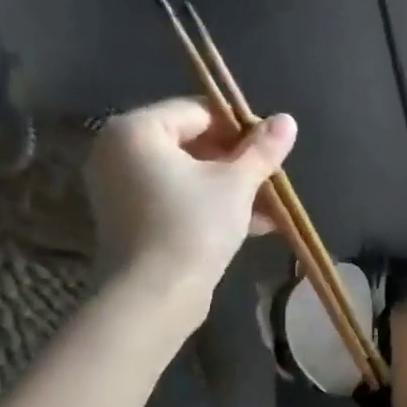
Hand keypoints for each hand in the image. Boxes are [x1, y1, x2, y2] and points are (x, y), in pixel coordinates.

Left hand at [84, 97, 296, 321]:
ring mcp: (122, 188)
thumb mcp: (237, 184)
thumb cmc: (194, 226)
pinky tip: (254, 225)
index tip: (272, 149)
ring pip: (189, 176)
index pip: (198, 111)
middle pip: (192, 143)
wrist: (155, 295)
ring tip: (272, 208)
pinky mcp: (133, 220)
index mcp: (136, 130)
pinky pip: (178, 200)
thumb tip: (287, 120)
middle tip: (273, 180)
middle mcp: (119, 152)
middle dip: (238, 162)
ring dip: (232, 188)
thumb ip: (262, 150)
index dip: (241, 127)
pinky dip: (211, 207)